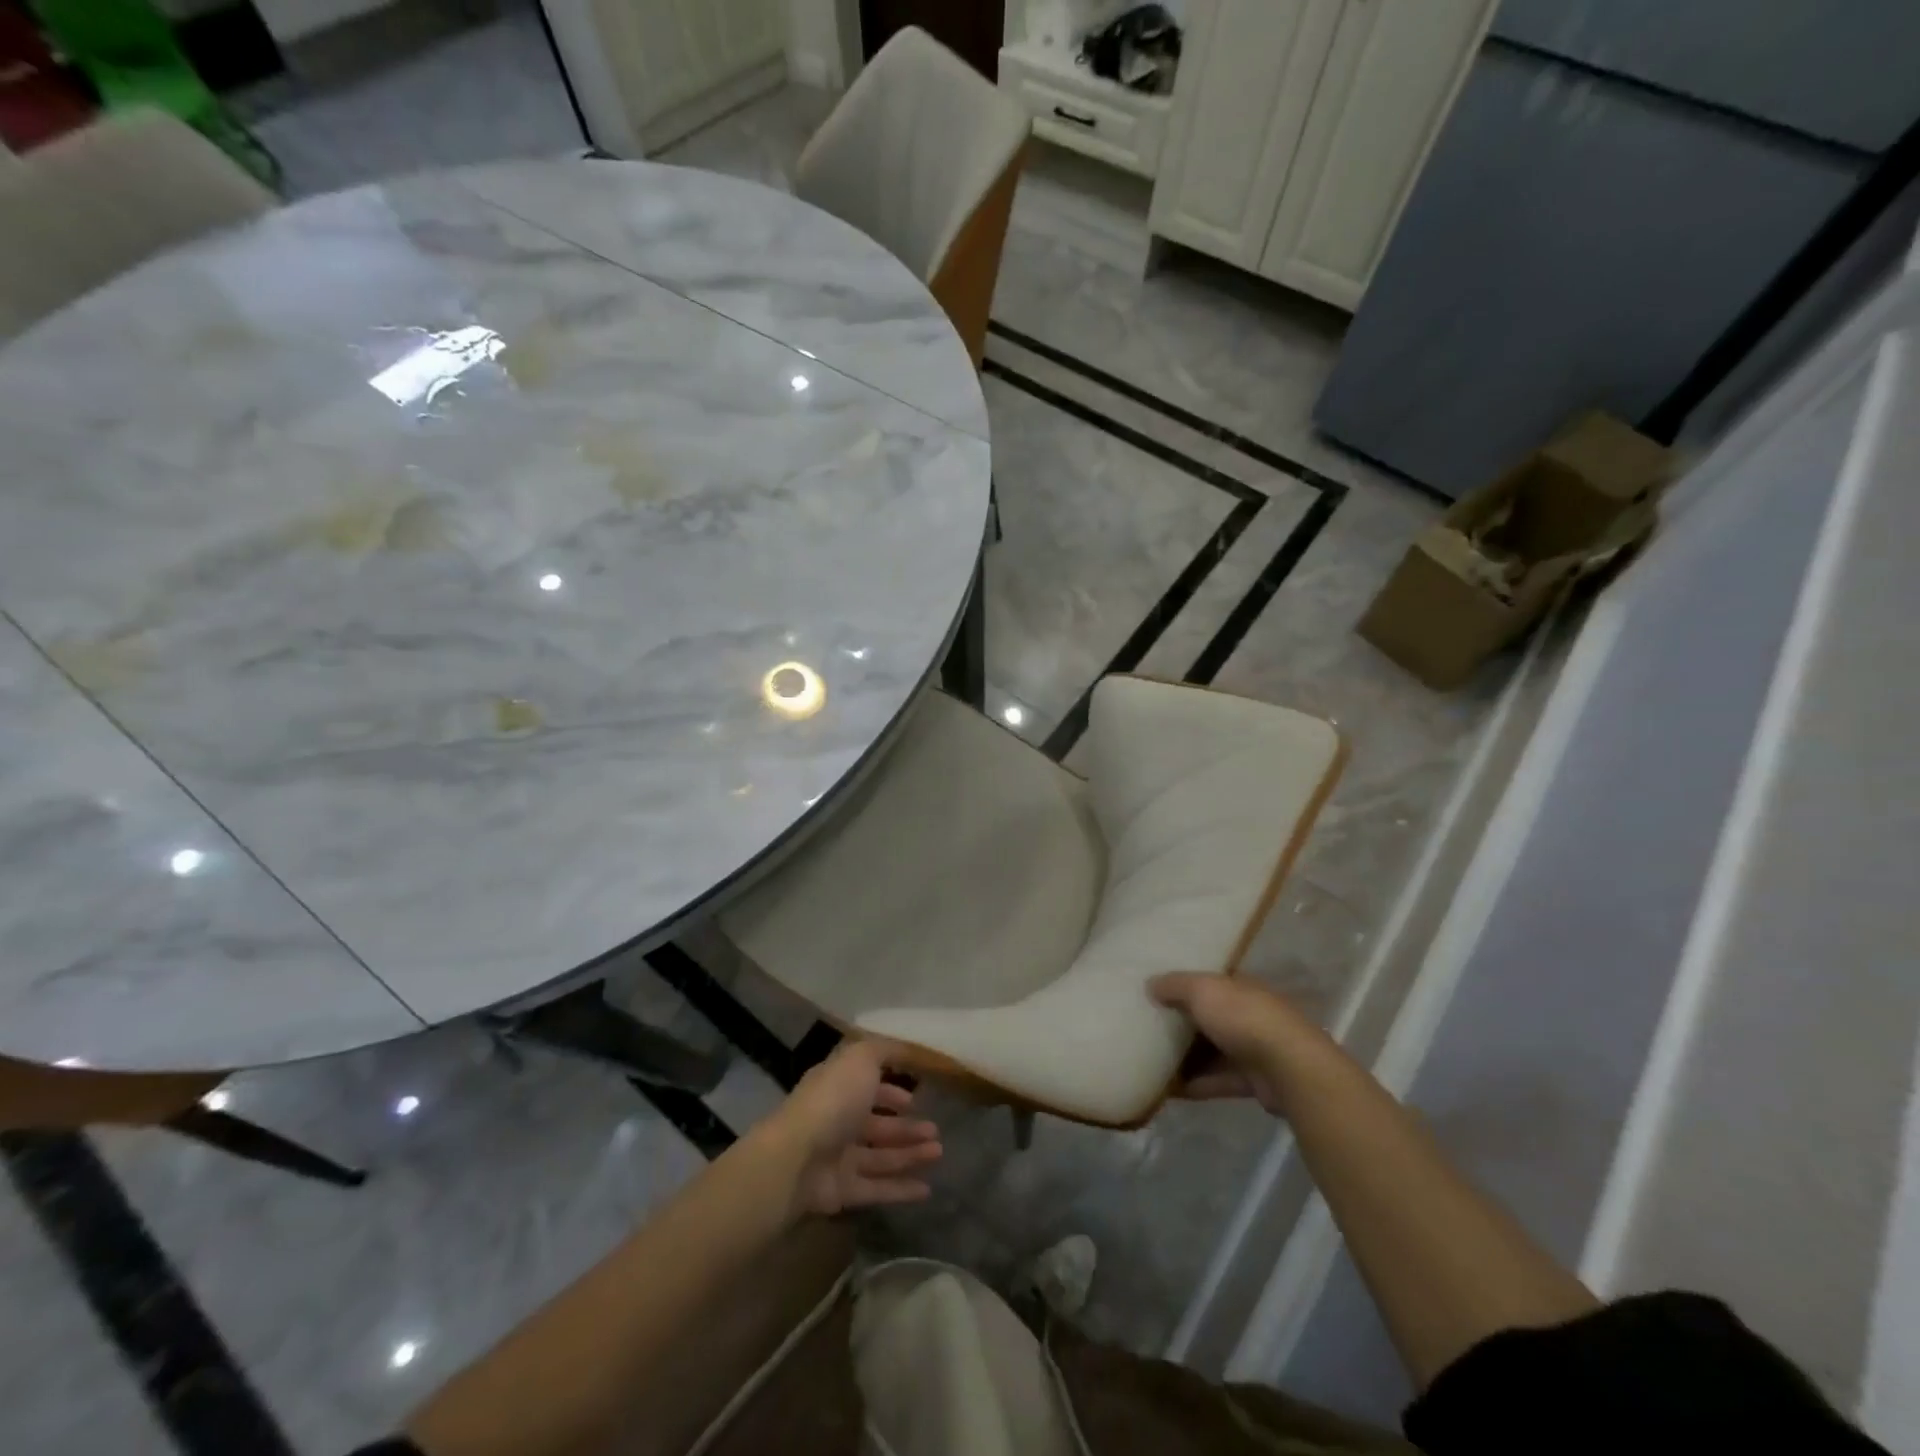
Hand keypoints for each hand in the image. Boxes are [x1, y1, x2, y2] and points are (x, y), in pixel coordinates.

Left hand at [767, 1039, 941, 1217]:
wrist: (797, 1158)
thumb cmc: (833, 1100)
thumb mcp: (861, 1058)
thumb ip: (886, 1050)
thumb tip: (907, 1048)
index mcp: (838, 1087)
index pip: (867, 1087)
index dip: (890, 1091)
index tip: (916, 1097)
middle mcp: (837, 1121)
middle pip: (877, 1125)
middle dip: (906, 1127)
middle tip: (935, 1131)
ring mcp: (838, 1158)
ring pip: (881, 1156)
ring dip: (910, 1154)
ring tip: (938, 1152)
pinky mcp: (842, 1192)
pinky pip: (877, 1188)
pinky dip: (901, 1189)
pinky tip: (927, 1189)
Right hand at [1150, 973, 1318, 1116]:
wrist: (1290, 1069)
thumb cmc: (1243, 1018)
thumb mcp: (1202, 990)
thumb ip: (1175, 985)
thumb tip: (1150, 984)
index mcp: (1240, 987)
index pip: (1209, 982)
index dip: (1183, 986)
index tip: (1155, 992)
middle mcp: (1248, 1014)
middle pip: (1209, 1018)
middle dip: (1182, 1023)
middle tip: (1147, 1028)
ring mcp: (1254, 1049)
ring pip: (1213, 1051)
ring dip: (1187, 1058)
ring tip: (1152, 1061)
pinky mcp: (1254, 1082)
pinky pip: (1218, 1080)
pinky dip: (1196, 1084)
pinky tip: (1170, 1090)